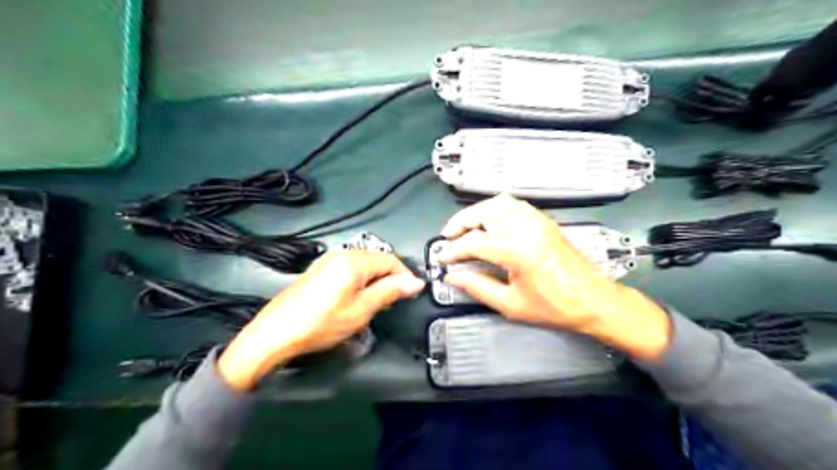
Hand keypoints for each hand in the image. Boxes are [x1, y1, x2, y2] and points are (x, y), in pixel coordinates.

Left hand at [219, 251, 425, 391]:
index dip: (405, 275)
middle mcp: (341, 254)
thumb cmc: (321, 322)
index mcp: (354, 260)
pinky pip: (349, 269)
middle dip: (390, 277)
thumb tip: (415, 282)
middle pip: (377, 259)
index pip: (391, 260)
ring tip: (377, 302)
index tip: (412, 293)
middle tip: (395, 301)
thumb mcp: (362, 309)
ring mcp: (327, 261)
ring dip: (375, 279)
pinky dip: (360, 280)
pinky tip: (356, 298)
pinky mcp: (319, 270)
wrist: (276, 333)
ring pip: (363, 264)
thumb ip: (390, 291)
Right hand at [441, 194, 671, 359]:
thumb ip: (478, 287)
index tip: (442, 259)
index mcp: (516, 251)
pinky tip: (489, 222)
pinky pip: (514, 204)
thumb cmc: (553, 307)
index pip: (473, 242)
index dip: (453, 250)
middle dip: (460, 223)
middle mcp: (525, 228)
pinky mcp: (544, 220)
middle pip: (483, 213)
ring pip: (498, 203)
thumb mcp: (510, 304)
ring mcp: (536, 221)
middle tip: (448, 238)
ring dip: (476, 213)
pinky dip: (495, 209)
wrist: (593, 299)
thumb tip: (453, 277)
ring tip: (465, 228)